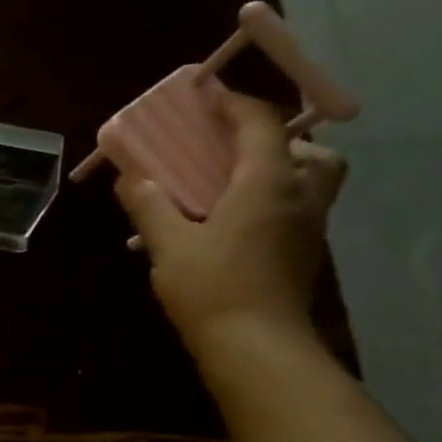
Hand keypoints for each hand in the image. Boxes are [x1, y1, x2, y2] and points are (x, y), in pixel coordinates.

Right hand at [114, 92, 347, 371]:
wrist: (256, 347)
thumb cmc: (212, 288)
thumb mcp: (168, 245)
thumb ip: (150, 206)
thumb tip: (130, 177)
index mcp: (267, 184)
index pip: (260, 125)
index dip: (234, 103)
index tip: (207, 94)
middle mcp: (300, 197)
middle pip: (310, 151)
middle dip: (277, 140)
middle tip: (236, 150)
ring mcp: (309, 228)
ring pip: (311, 182)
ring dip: (280, 172)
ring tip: (233, 188)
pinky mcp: (304, 255)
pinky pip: (296, 212)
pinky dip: (271, 204)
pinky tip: (232, 226)